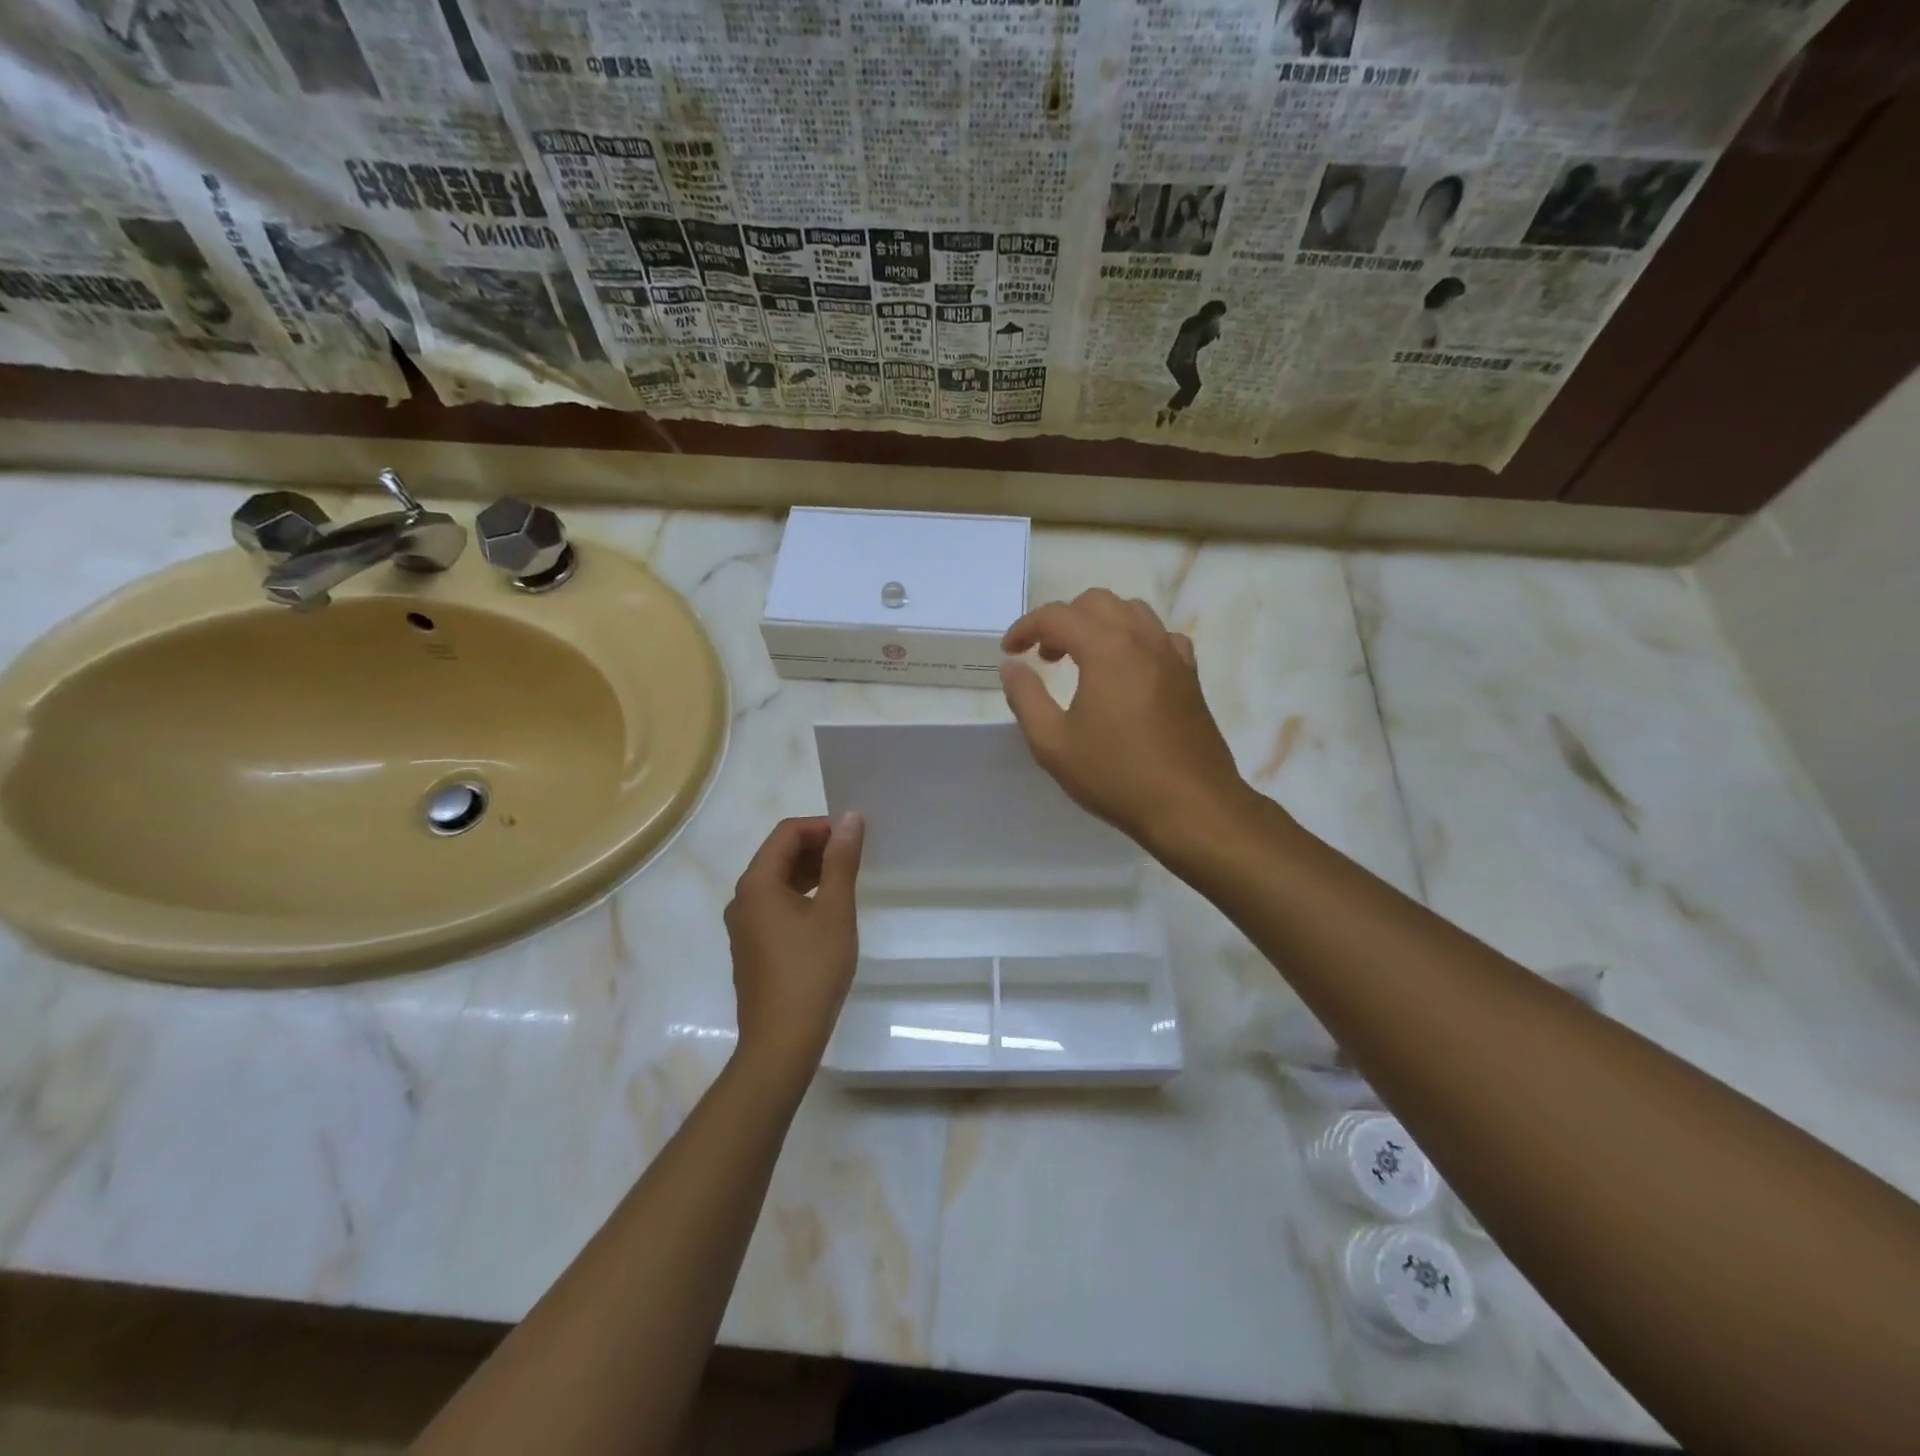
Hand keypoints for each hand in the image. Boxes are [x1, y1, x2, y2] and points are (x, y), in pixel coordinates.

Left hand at [724, 815, 864, 1087]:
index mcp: (757, 883)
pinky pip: (776, 906)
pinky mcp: (752, 947)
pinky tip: (828, 911)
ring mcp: (744, 925)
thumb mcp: (835, 911)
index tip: (855, 837)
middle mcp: (743, 898)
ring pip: (778, 882)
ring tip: (847, 879)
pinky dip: (802, 896)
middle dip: (817, 848)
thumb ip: (842, 861)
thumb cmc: (811, 970)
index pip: (787, 833)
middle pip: (778, 855)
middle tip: (856, 856)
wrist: (782, 1041)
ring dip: (811, 872)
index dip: (822, 827)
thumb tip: (850, 818)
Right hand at [1001, 590, 1250, 856]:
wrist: (1191, 806)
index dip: (1026, 628)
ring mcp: (1172, 655)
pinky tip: (1127, 671)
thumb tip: (1012, 666)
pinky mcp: (1190, 676)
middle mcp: (1142, 639)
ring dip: (1099, 624)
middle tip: (1044, 656)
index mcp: (1106, 648)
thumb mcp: (1053, 744)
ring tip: (1082, 659)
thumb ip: (1026, 697)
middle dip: (1063, 620)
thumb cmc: (1116, 775)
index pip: (1057, 616)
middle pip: (1097, 602)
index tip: (1009, 651)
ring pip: (1132, 612)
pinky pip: (1160, 637)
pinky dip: (1135, 640)